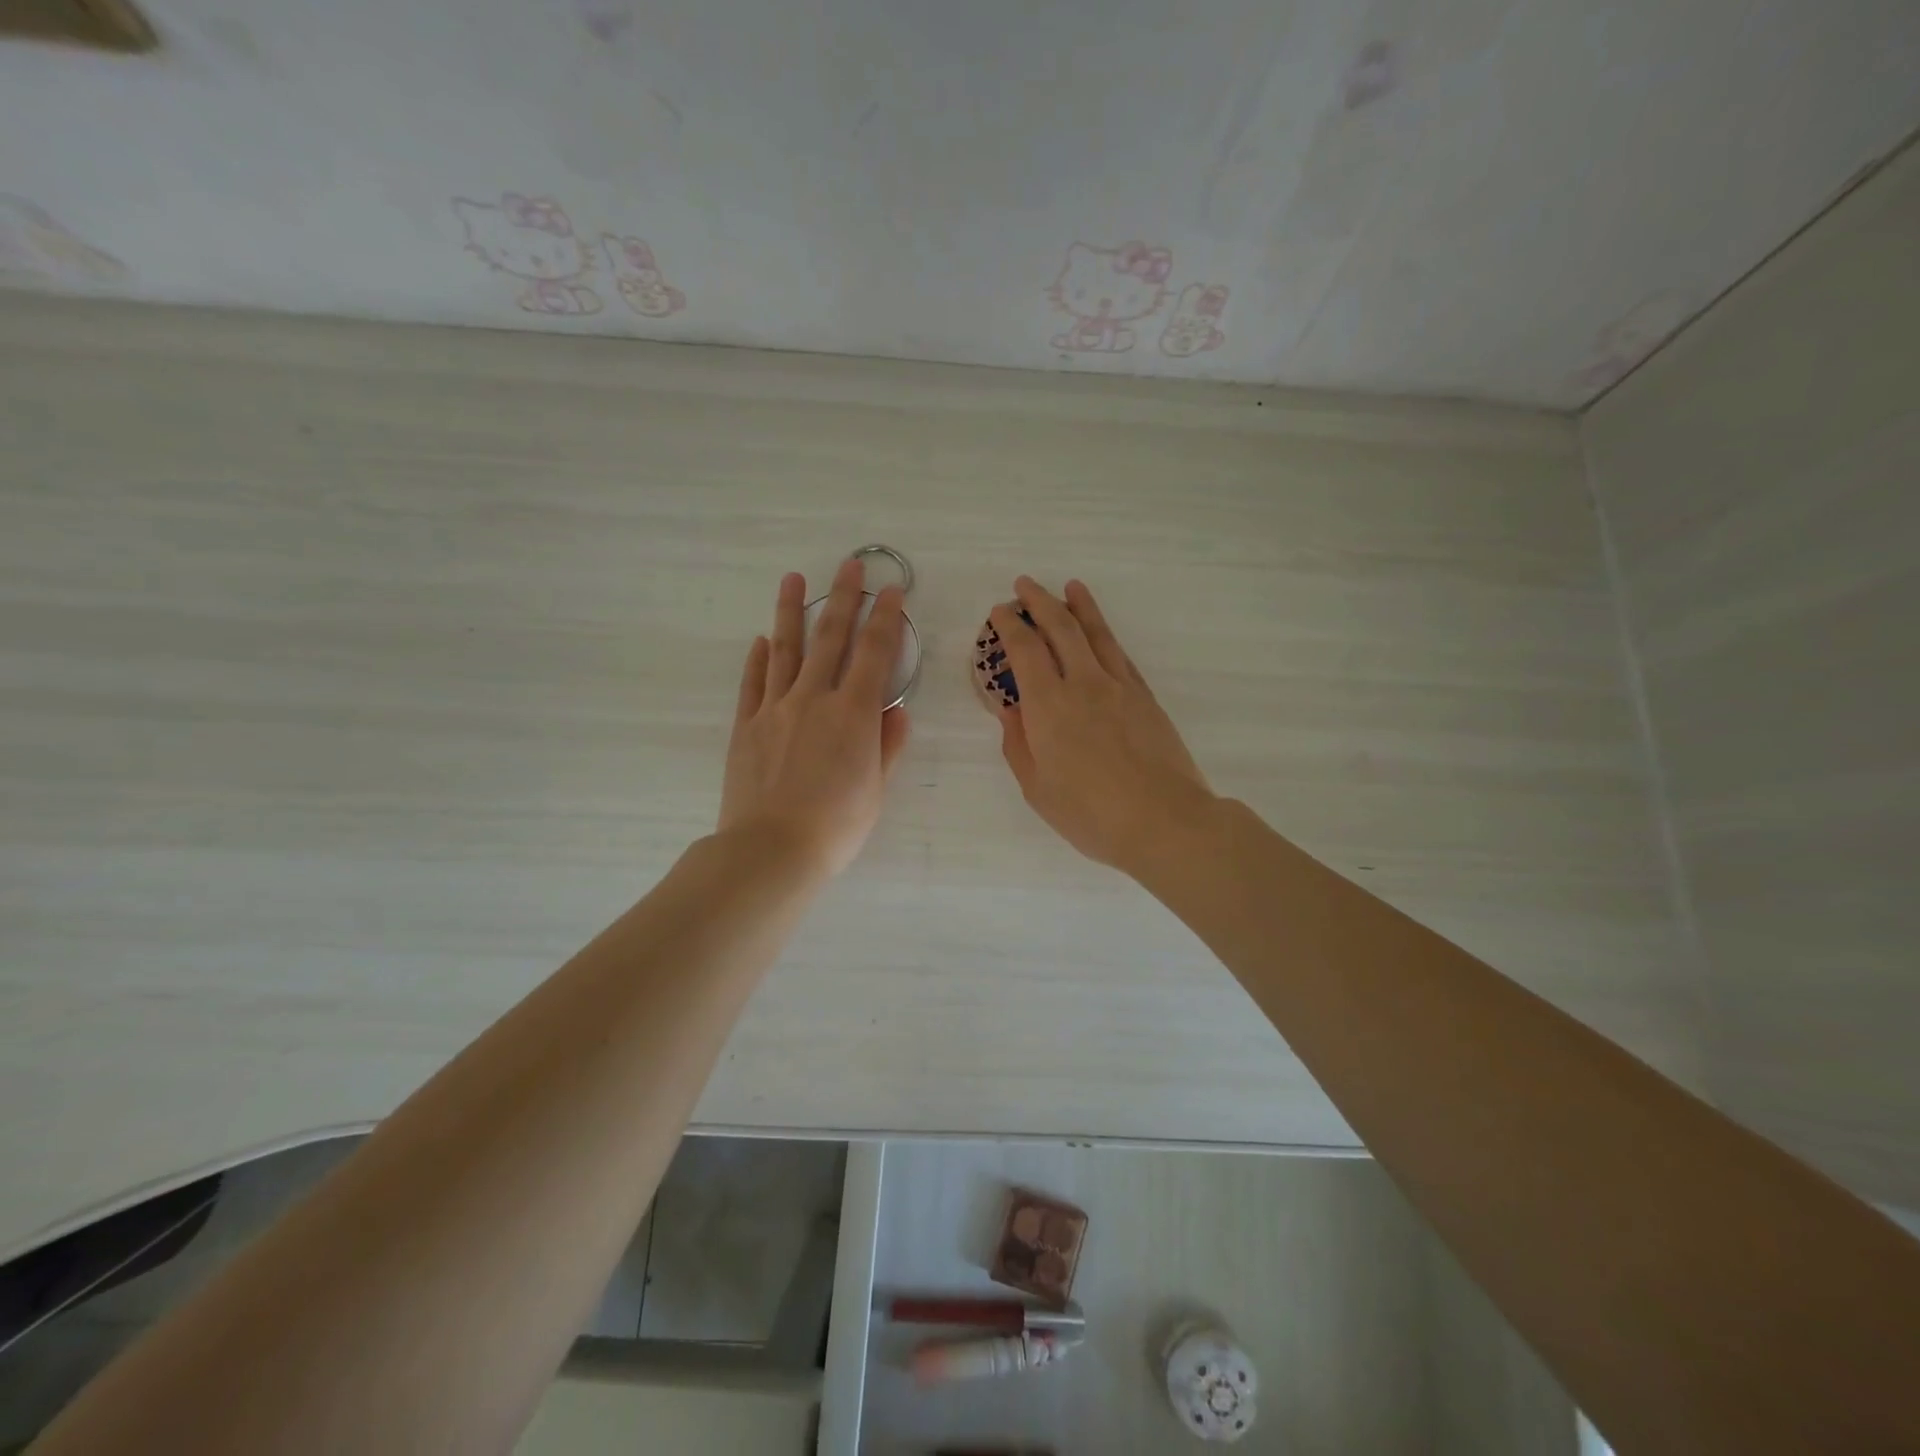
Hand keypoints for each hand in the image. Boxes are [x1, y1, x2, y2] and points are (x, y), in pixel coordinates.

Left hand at [720, 560, 911, 876]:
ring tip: (794, 578)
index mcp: (854, 714)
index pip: (874, 653)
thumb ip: (887, 745)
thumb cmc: (836, 826)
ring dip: (792, 611)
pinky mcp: (746, 725)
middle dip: (843, 598)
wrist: (770, 849)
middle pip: (831, 638)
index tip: (892, 590)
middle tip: (849, 564)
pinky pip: (753, 683)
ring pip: (785, 649)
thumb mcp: (875, 789)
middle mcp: (814, 699)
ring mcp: (775, 709)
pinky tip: (761, 639)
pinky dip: (758, 658)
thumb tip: (896, 709)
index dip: (885, 618)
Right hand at [991, 577, 1215, 873]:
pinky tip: (1101, 631)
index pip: (1024, 649)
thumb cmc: (1091, 814)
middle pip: (1060, 627)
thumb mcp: (1038, 789)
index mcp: (1048, 705)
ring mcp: (1119, 686)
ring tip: (1069, 586)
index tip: (999, 612)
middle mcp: (1083, 683)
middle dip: (1039, 601)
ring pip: (1096, 632)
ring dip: (1079, 605)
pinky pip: (1121, 654)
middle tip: (1025, 584)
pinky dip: (1106, 634)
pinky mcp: (1145, 697)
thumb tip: (1009, 711)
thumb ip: (1018, 745)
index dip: (1010, 626)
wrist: (1164, 821)